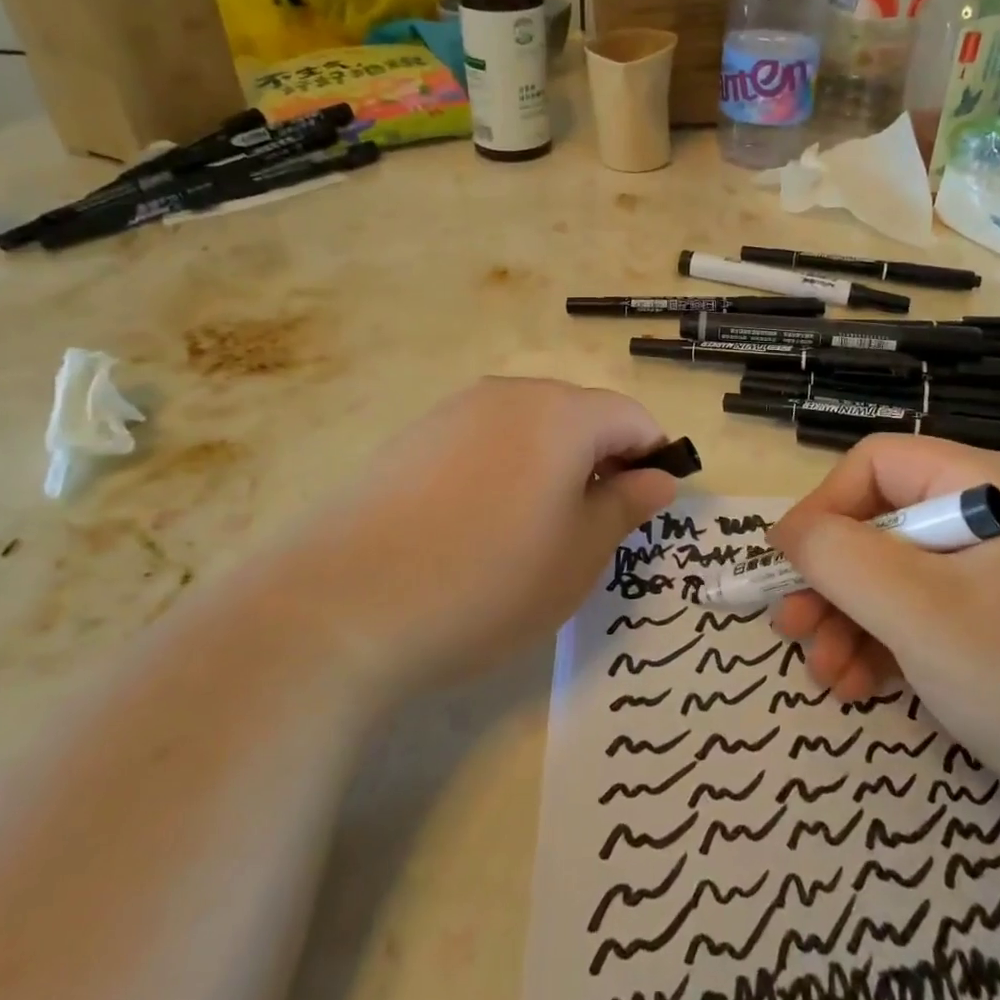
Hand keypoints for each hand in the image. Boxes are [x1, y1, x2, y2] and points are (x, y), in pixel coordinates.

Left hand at [250, 378, 676, 698]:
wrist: (341, 604)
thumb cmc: (488, 580)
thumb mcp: (578, 555)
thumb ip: (625, 506)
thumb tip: (658, 478)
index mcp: (562, 413)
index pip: (631, 418)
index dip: (651, 459)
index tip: (644, 510)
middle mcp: (510, 395)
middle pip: (579, 415)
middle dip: (600, 462)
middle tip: (589, 529)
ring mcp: (455, 411)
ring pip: (530, 428)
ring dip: (551, 466)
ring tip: (530, 532)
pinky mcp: (413, 437)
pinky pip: (483, 441)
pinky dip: (503, 470)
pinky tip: (477, 526)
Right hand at [769, 436, 999, 819]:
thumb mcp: (920, 611)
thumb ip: (839, 557)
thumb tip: (788, 532)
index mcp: (986, 485)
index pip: (877, 465)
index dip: (822, 507)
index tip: (786, 565)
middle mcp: (997, 517)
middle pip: (885, 524)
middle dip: (832, 579)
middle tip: (793, 631)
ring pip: (903, 576)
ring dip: (853, 620)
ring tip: (826, 675)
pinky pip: (933, 615)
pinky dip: (891, 645)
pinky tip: (864, 684)